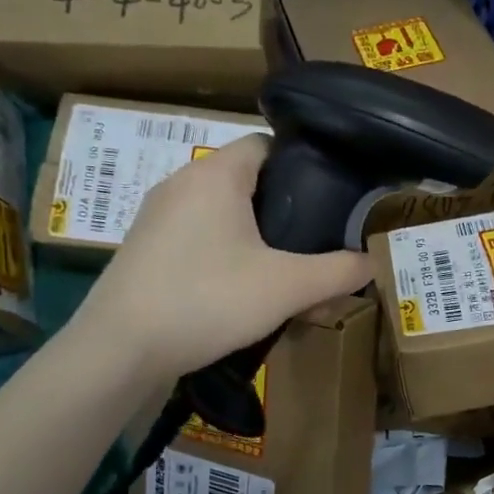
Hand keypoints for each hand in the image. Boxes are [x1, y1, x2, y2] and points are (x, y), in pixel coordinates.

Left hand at [78, 135, 371, 381]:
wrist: (120, 349)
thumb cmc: (208, 300)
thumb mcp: (287, 288)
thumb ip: (338, 272)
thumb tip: (373, 261)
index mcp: (216, 174)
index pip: (267, 144)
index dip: (303, 165)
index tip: (330, 199)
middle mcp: (181, 183)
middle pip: (246, 182)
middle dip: (283, 211)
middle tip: (314, 243)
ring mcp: (156, 217)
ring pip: (221, 215)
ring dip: (254, 239)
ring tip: (282, 274)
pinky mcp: (143, 250)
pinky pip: (197, 240)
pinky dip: (224, 257)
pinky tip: (239, 295)